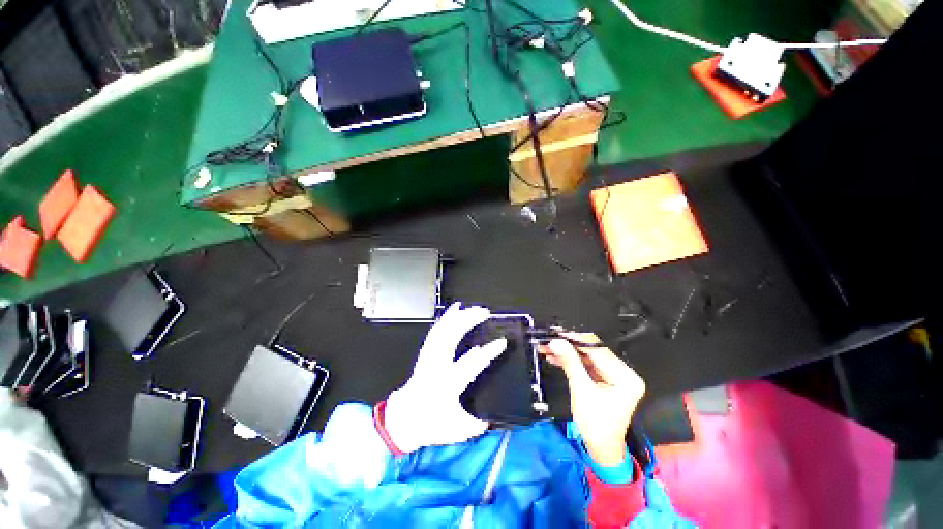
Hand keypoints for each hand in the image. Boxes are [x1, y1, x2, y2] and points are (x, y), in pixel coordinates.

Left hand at [383, 303, 506, 452]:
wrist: (403, 421)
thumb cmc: (430, 425)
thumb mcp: (457, 430)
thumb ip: (476, 423)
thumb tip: (491, 415)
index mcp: (447, 385)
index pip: (471, 364)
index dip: (489, 352)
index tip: (502, 341)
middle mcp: (437, 367)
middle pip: (452, 336)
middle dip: (468, 320)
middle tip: (484, 313)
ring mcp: (429, 358)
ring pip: (441, 331)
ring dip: (456, 316)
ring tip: (470, 307)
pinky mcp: (425, 354)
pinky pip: (434, 332)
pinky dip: (444, 319)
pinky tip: (452, 311)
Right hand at [542, 334, 644, 465]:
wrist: (601, 450)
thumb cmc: (595, 424)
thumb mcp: (581, 391)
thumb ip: (570, 362)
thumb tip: (556, 340)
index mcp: (625, 376)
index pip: (598, 349)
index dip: (575, 339)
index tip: (555, 334)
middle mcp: (624, 372)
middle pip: (592, 351)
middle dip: (568, 346)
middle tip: (547, 341)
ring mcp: (615, 375)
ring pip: (587, 357)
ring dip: (567, 353)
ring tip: (546, 349)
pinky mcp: (606, 379)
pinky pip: (587, 365)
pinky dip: (571, 362)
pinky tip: (555, 358)